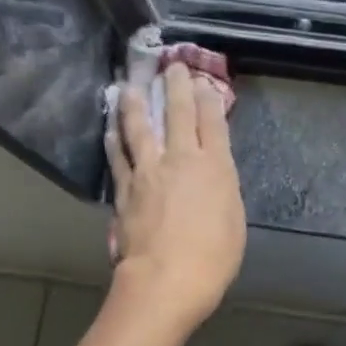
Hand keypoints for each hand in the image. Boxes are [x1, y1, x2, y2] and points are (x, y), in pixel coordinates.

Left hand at [106, 62, 245, 334]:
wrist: (167, 279)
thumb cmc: (214, 258)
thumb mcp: (233, 220)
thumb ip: (222, 189)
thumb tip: (212, 173)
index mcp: (215, 167)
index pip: (212, 122)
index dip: (208, 98)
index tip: (202, 80)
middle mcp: (180, 160)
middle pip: (177, 114)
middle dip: (175, 86)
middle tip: (171, 66)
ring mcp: (148, 172)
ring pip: (139, 127)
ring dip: (136, 103)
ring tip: (131, 85)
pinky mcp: (124, 189)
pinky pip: (118, 156)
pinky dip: (115, 138)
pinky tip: (111, 127)